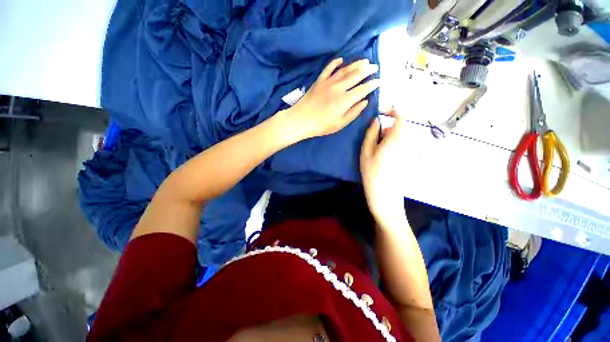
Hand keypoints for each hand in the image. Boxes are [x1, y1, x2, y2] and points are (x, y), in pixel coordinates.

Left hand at [283, 58, 379, 140]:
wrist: (301, 120)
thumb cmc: (321, 126)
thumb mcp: (340, 124)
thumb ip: (354, 112)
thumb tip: (365, 101)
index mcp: (345, 100)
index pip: (363, 89)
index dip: (372, 85)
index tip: (379, 81)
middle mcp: (339, 87)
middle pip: (356, 75)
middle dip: (368, 70)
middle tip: (375, 67)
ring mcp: (328, 82)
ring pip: (345, 69)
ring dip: (356, 64)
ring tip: (365, 61)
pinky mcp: (319, 81)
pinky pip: (329, 68)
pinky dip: (335, 63)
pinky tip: (341, 60)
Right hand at [360, 109, 406, 224]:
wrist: (384, 195)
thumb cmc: (372, 172)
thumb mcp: (366, 151)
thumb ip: (372, 133)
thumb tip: (376, 121)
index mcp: (397, 138)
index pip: (399, 117)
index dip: (392, 111)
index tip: (381, 112)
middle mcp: (406, 142)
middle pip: (399, 127)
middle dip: (387, 127)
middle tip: (373, 136)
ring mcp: (409, 151)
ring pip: (399, 136)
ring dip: (388, 136)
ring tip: (375, 148)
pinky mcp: (407, 159)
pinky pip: (401, 144)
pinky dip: (392, 144)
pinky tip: (382, 156)